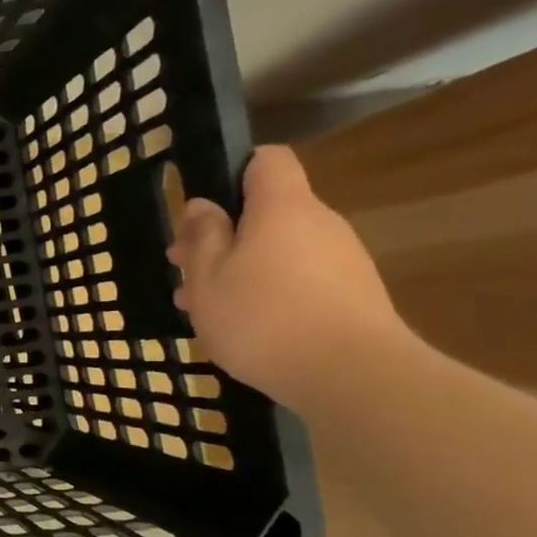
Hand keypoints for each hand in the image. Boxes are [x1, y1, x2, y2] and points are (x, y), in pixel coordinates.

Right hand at [166, 145, 411, 407]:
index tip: (203, 209)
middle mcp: (319, 223)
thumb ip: (202, 236)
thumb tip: (203, 206)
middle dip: (223, 236)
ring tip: (204, 308)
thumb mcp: (207, 277)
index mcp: (282, 208)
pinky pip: (299, 278)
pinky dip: (267, 292)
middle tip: (184, 271)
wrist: (352, 376)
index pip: (266, 160)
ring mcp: (342, 260)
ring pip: (278, 250)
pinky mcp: (353, 295)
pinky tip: (244, 327)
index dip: (233, 172)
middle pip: (267, 212)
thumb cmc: (262, 317)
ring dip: (239, 269)